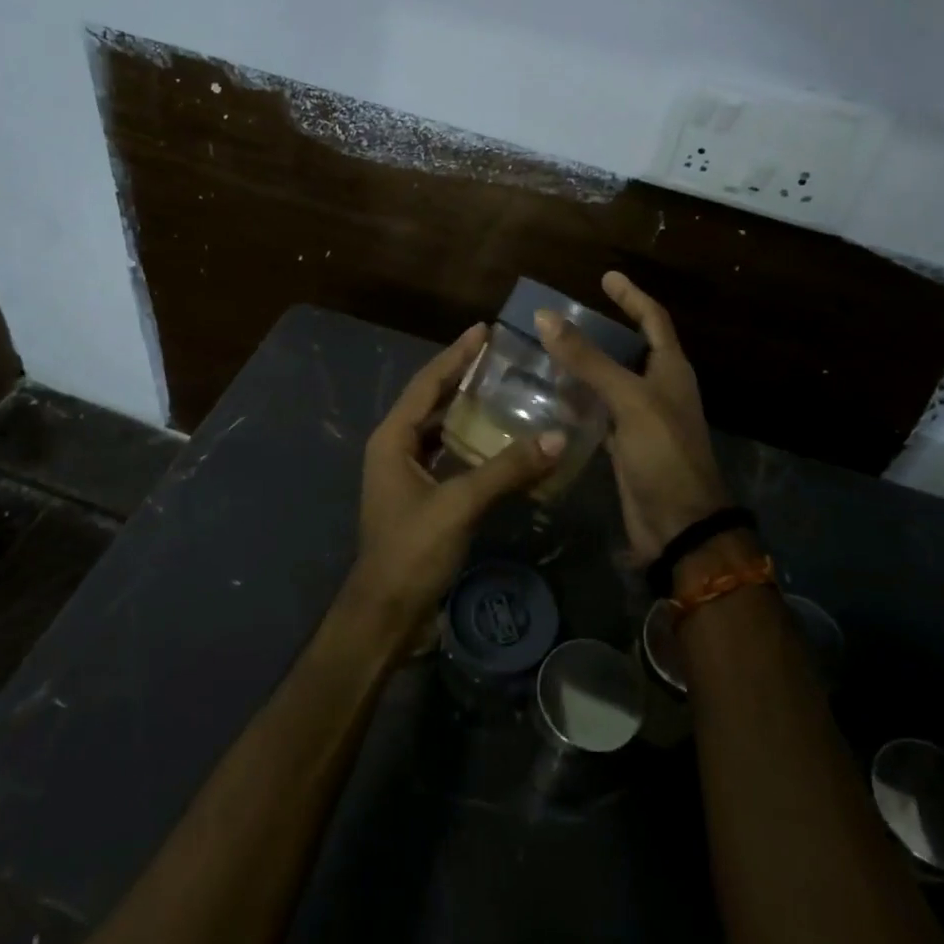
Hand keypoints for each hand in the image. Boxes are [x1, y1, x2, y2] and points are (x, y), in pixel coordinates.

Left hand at [355, 324, 564, 631]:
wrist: (386, 613)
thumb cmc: (412, 551)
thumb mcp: (459, 504)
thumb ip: (507, 469)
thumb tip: (558, 437)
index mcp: (393, 438)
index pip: (427, 383)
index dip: (456, 355)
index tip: (484, 330)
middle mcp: (395, 446)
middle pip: (432, 400)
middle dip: (463, 375)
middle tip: (501, 356)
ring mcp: (406, 471)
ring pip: (440, 427)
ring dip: (468, 408)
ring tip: (505, 388)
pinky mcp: (421, 494)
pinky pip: (448, 453)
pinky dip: (471, 441)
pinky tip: (499, 439)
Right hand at [537, 272, 729, 564]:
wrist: (679, 524)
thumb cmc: (663, 453)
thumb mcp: (628, 400)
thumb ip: (588, 360)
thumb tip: (545, 316)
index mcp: (670, 369)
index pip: (653, 319)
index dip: (632, 296)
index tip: (606, 276)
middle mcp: (658, 388)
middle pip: (630, 347)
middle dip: (603, 329)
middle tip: (564, 316)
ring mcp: (642, 418)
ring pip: (611, 380)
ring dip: (586, 365)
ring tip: (548, 349)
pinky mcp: (625, 445)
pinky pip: (600, 411)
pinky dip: (580, 400)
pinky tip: (552, 396)